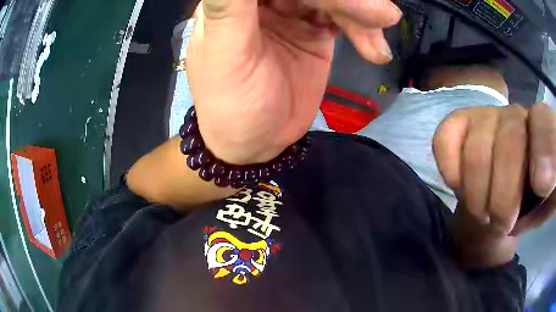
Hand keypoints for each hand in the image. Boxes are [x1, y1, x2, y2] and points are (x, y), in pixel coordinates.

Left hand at [187, 0, 401, 163]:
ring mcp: (292, 14)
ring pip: (333, 0)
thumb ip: (228, 7)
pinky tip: (375, 50)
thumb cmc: (230, 102)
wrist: (256, 142)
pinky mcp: (314, 32)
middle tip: (380, 14)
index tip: (340, 2)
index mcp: (235, 0)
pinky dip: (364, 30)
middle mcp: (265, 1)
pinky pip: (345, 20)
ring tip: (378, 40)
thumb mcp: (224, 52)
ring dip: (361, 13)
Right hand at [433, 103, 555, 266]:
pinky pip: (446, 138)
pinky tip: (459, 188)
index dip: (545, 150)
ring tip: (482, 214)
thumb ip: (550, 194)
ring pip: (477, 148)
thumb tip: (542, 182)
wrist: (507, 198)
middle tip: (501, 224)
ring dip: (477, 195)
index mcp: (544, 132)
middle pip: (510, 139)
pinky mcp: (460, 123)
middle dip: (504, 196)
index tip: (541, 187)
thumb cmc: (529, 204)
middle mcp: (517, 114)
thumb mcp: (547, 204)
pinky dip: (450, 170)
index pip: (545, 123)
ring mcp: (487, 116)